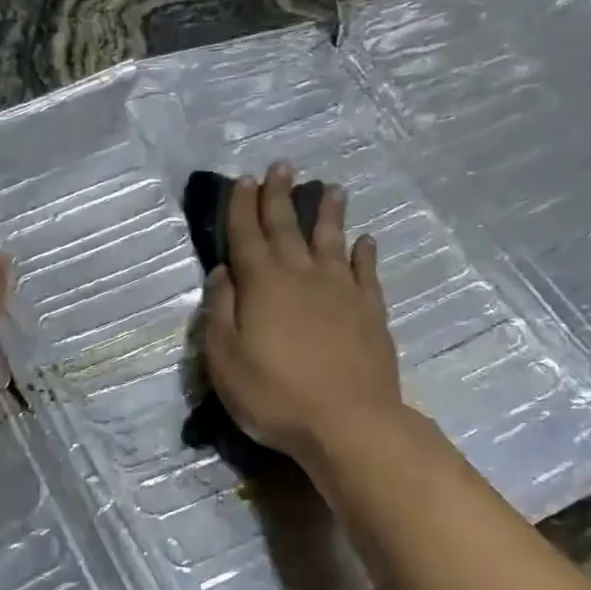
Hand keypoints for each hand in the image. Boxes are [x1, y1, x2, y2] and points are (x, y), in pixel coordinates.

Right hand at [204, 161, 401, 462]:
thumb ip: (220, 312)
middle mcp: (302, 276)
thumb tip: (223, 273)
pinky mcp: (370, 311)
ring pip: (333, 240)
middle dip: (281, 196)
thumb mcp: (225, 361)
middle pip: (288, 228)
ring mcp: (341, 291)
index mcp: (262, 285)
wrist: (348, 422)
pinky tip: (367, 241)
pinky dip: (365, 253)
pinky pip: (367, 272)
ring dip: (329, 213)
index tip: (243, 179)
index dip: (242, 207)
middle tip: (282, 167)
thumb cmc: (274, 396)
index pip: (247, 236)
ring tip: (332, 188)